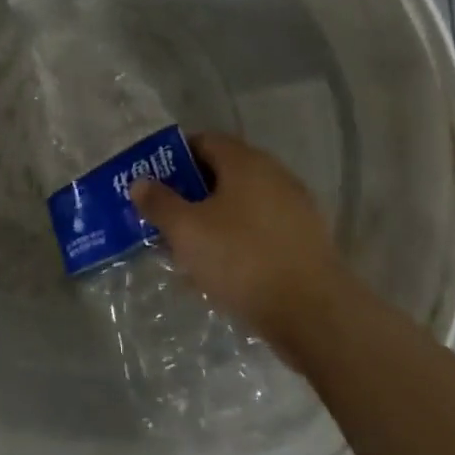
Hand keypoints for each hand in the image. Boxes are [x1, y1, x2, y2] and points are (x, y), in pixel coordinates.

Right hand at [130, 131, 352, 356]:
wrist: (314, 313)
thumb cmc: (241, 259)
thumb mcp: (187, 231)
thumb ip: (159, 203)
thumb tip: (140, 182)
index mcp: (245, 162)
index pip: (203, 141)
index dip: (174, 158)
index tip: (153, 183)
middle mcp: (274, 175)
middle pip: (223, 172)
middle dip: (192, 192)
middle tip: (165, 216)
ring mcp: (295, 207)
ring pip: (242, 203)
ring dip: (214, 218)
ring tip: (189, 247)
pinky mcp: (306, 239)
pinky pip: (261, 228)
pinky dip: (239, 238)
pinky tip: (224, 267)